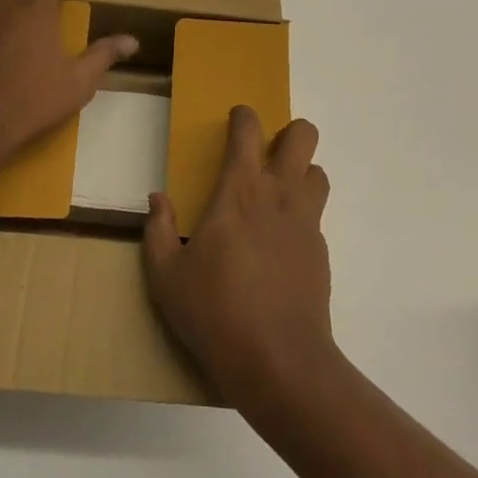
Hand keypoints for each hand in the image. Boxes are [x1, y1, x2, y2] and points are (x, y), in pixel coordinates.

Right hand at [143, 106, 337, 413]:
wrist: (279, 361)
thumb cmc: (215, 311)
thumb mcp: (166, 277)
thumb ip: (158, 231)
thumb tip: (157, 198)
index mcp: (239, 190)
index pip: (248, 131)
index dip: (244, 116)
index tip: (237, 118)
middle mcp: (278, 194)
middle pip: (303, 136)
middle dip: (290, 133)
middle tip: (268, 153)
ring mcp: (305, 222)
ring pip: (318, 173)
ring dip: (302, 173)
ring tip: (279, 195)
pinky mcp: (321, 252)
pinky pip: (316, 216)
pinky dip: (302, 216)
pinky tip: (282, 245)